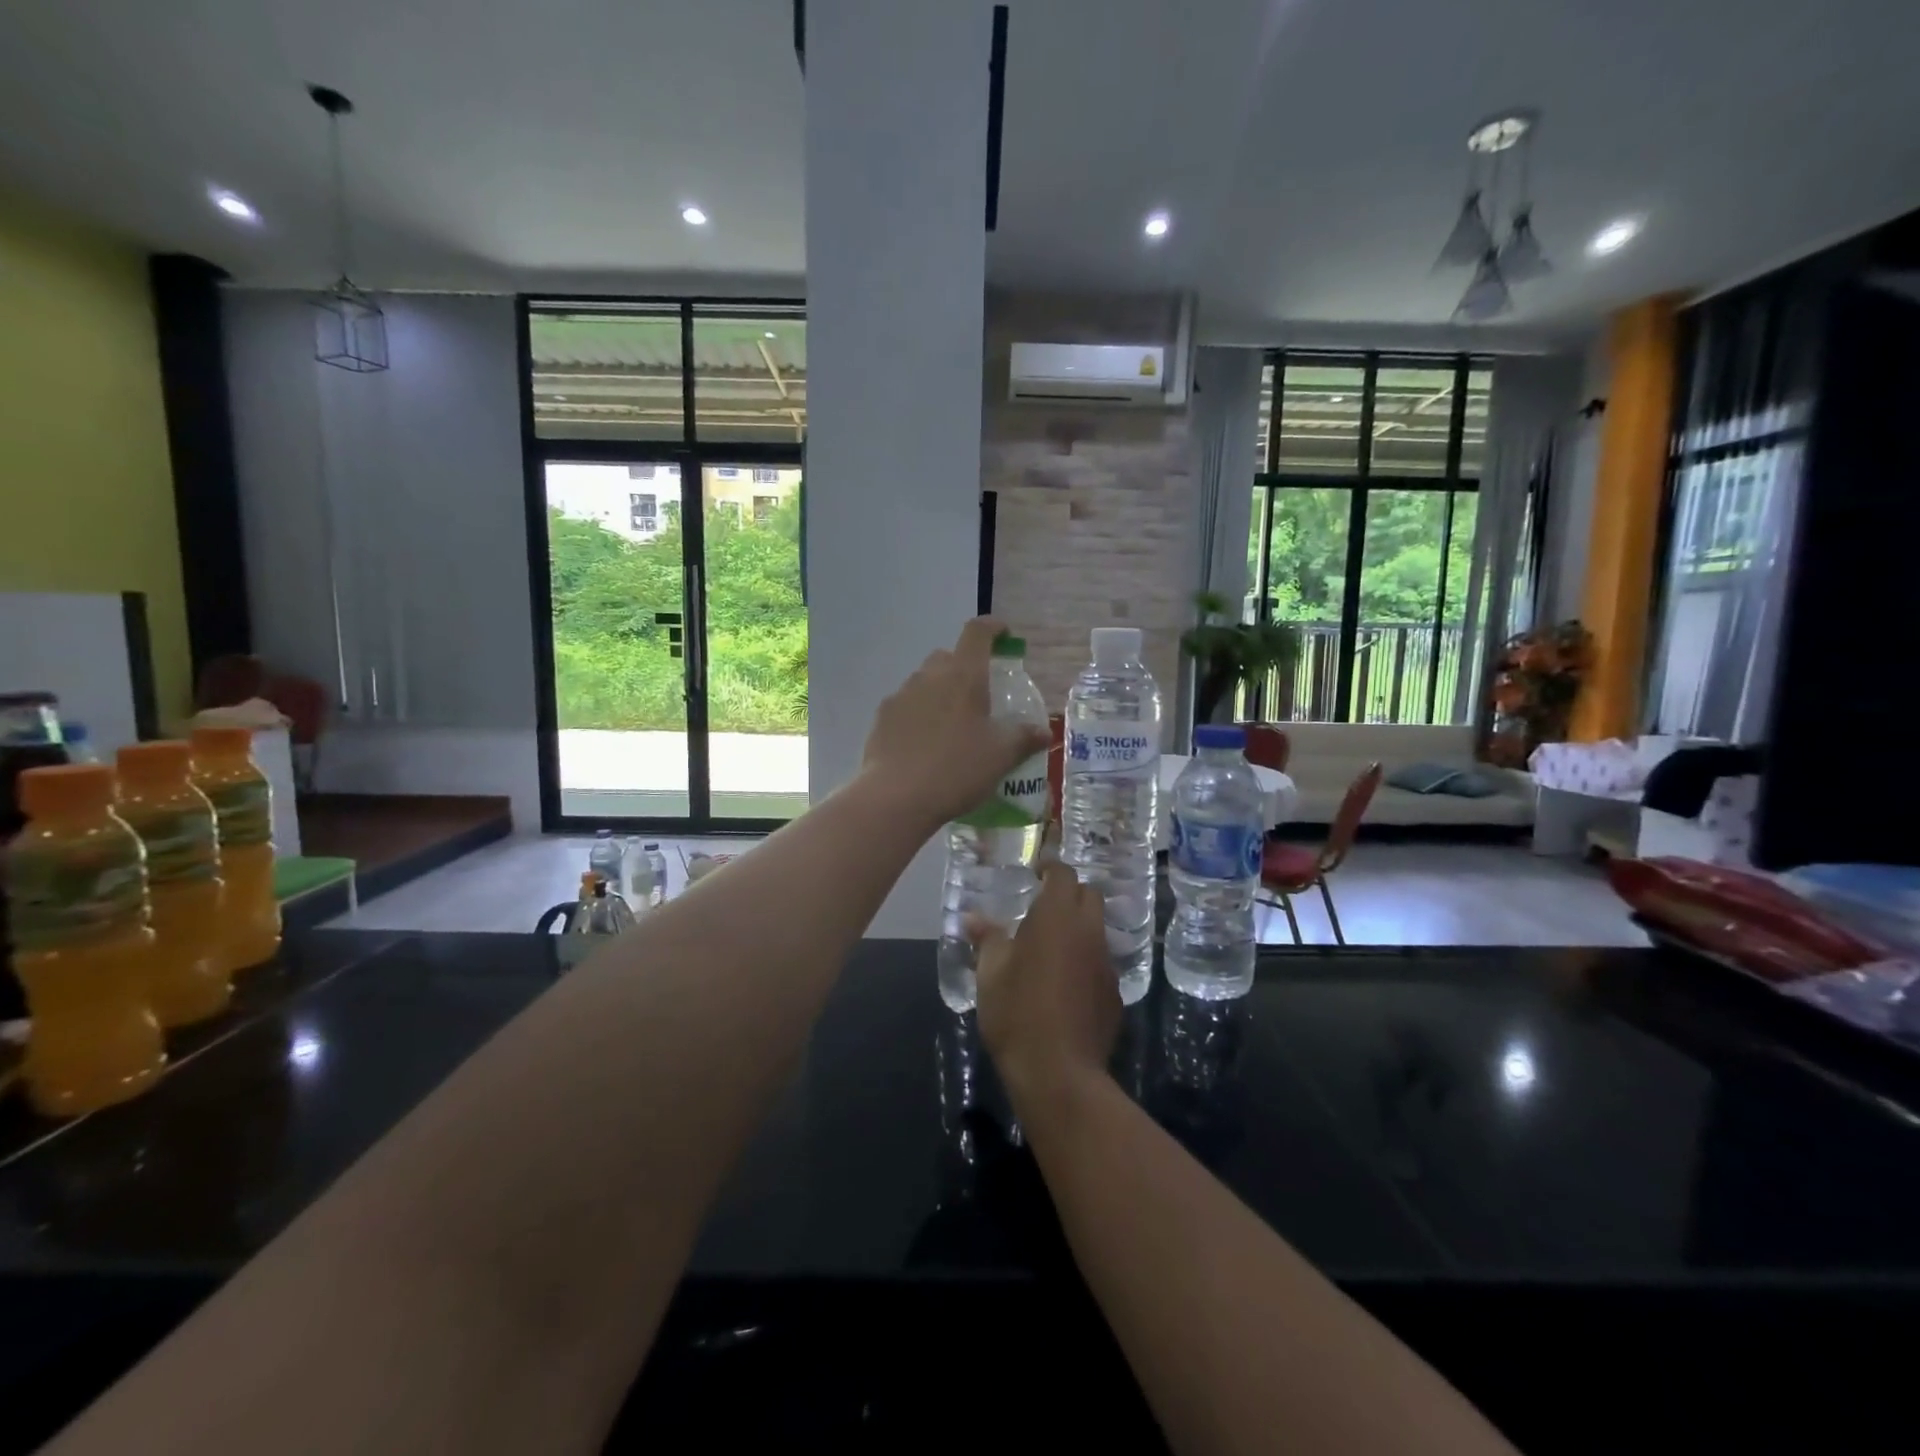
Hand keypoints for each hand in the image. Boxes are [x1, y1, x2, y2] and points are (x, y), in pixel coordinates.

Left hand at [861, 616, 1051, 828]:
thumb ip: (1024, 738)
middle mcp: (928, 677)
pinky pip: (906, 707)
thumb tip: (1043, 731)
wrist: (895, 797)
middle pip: (948, 657)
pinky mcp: (881, 719)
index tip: (1003, 635)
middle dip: (965, 667)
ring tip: (952, 727)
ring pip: (924, 682)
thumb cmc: (956, 769)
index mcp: (963, 676)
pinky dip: (919, 716)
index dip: (992, 628)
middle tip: (980, 696)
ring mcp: (900, 696)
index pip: (977, 633)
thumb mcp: (1001, 756)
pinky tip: (925, 745)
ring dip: (940, 693)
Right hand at [970, 863, 1120, 1106]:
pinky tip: (1065, 984)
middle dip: (1069, 893)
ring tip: (1052, 946)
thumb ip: (986, 939)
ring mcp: (1106, 964)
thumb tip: (972, 918)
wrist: (1059, 1072)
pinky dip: (1085, 961)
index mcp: (1057, 917)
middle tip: (1043, 905)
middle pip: (1089, 895)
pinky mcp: (1114, 994)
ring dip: (1079, 928)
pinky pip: (1100, 963)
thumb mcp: (990, 973)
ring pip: (1097, 930)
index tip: (1036, 871)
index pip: (1063, 874)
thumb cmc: (1017, 1013)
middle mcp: (1089, 932)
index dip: (1051, 868)